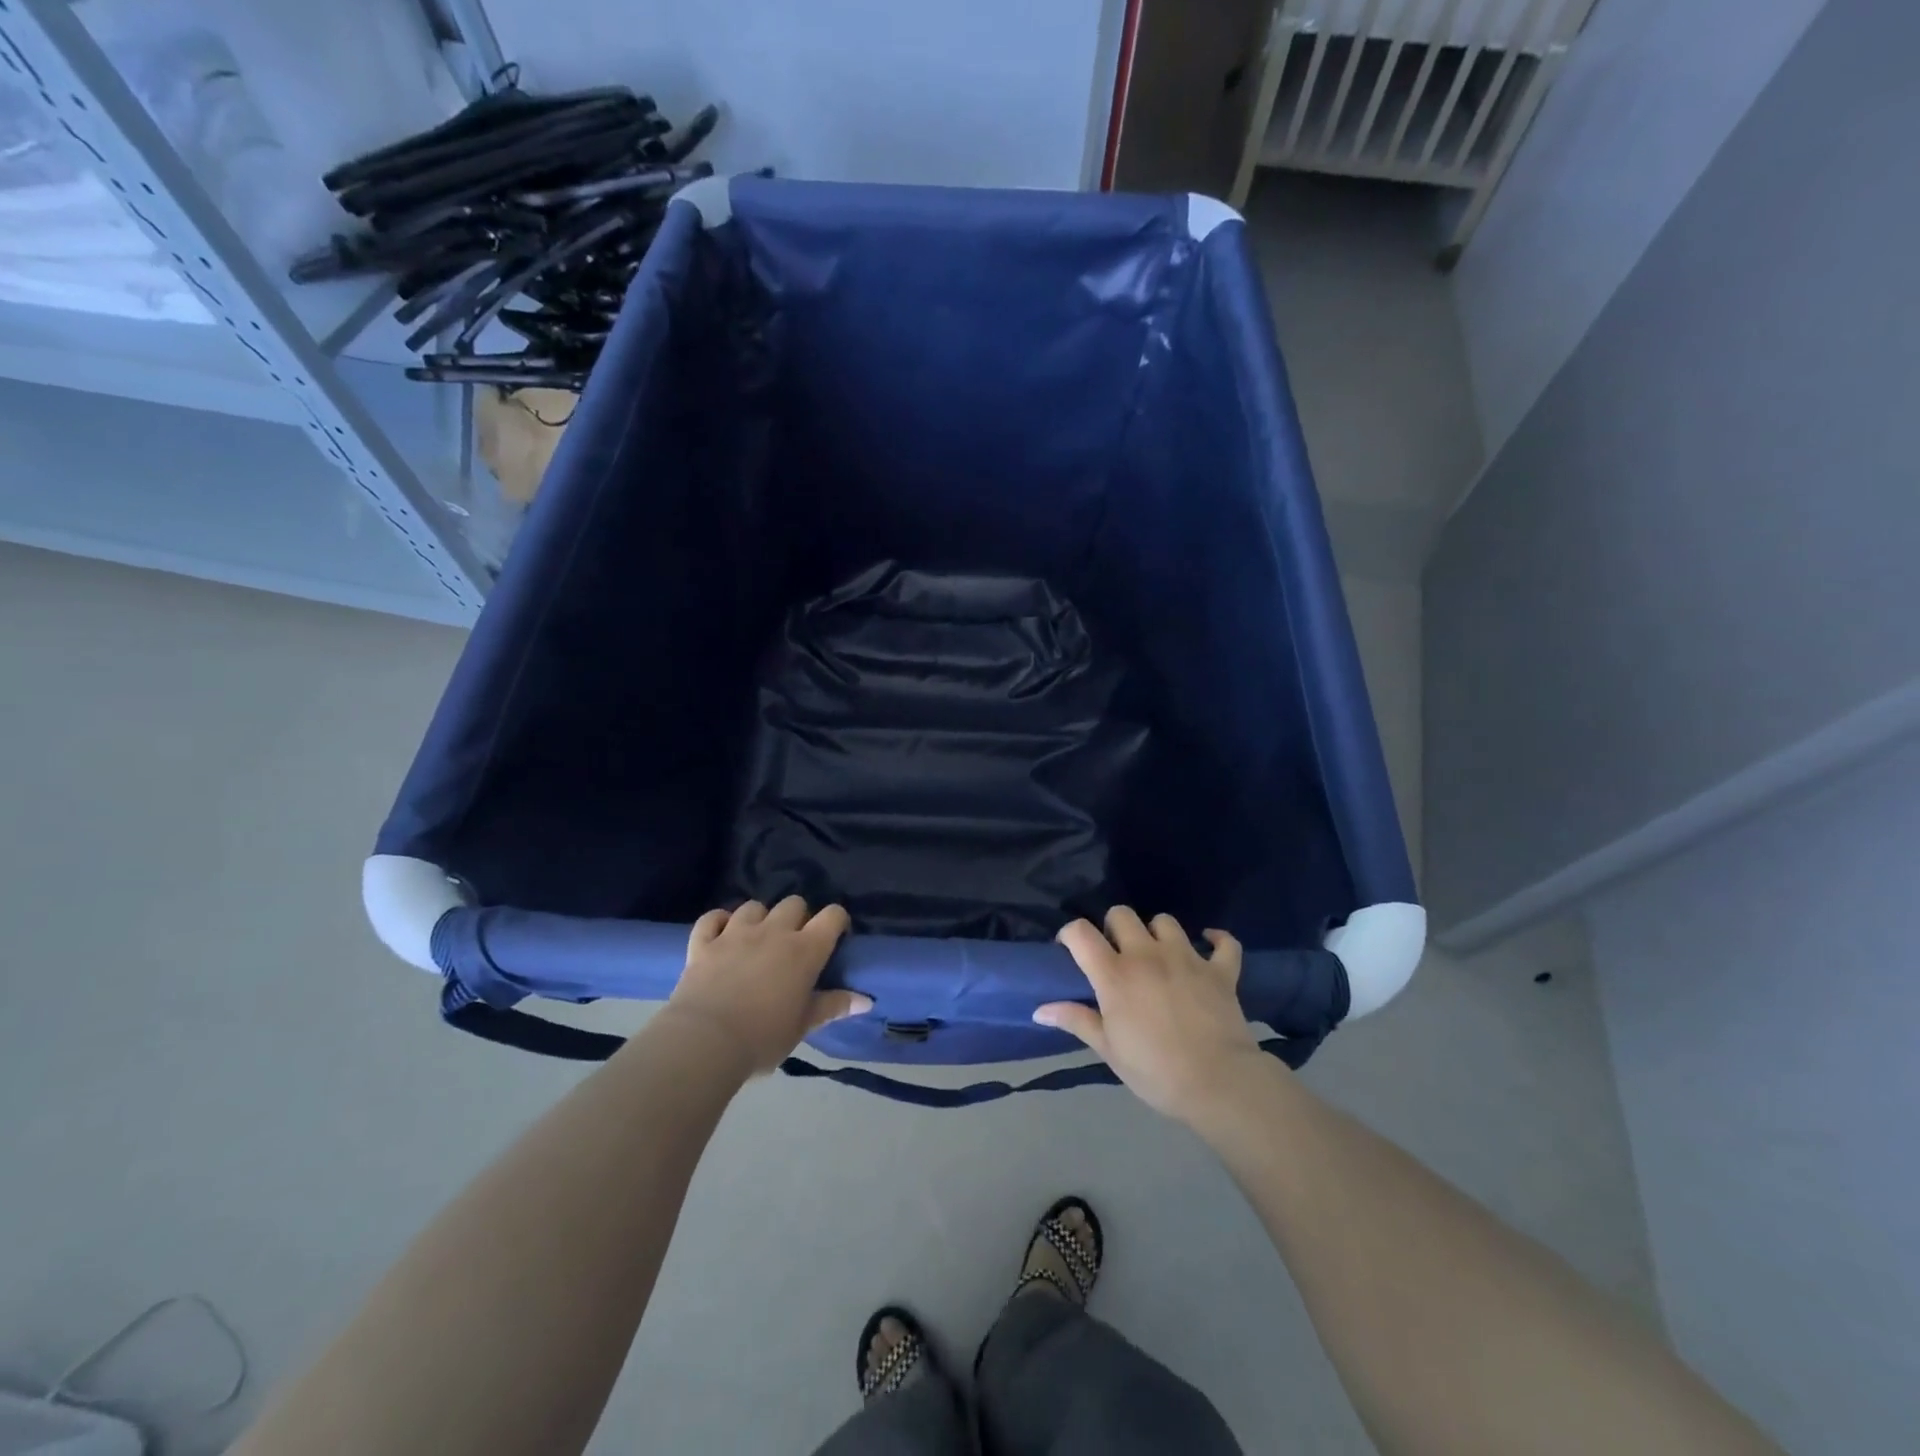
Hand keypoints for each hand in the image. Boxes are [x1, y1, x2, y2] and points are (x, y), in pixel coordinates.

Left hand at [661, 897, 868, 1075]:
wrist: (704, 1042)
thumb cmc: (762, 1037)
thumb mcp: (803, 1026)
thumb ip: (833, 1006)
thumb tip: (866, 1000)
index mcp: (804, 950)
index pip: (832, 916)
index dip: (837, 921)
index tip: (836, 937)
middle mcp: (773, 931)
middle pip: (794, 903)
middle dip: (798, 917)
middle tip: (794, 942)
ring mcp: (735, 933)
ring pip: (754, 906)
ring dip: (759, 918)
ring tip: (757, 938)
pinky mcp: (704, 942)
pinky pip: (712, 918)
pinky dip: (718, 922)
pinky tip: (721, 933)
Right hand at [1035, 906, 1266, 1121]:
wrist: (1218, 1084)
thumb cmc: (1155, 1071)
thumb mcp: (1108, 1050)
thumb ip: (1076, 1020)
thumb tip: (1039, 1010)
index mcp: (1115, 974)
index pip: (1081, 932)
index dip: (1070, 933)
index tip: (1070, 949)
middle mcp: (1147, 955)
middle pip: (1122, 914)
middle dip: (1114, 927)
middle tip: (1117, 954)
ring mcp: (1187, 958)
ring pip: (1165, 921)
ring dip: (1157, 933)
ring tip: (1157, 954)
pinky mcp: (1220, 970)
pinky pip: (1224, 942)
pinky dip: (1216, 940)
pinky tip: (1208, 945)